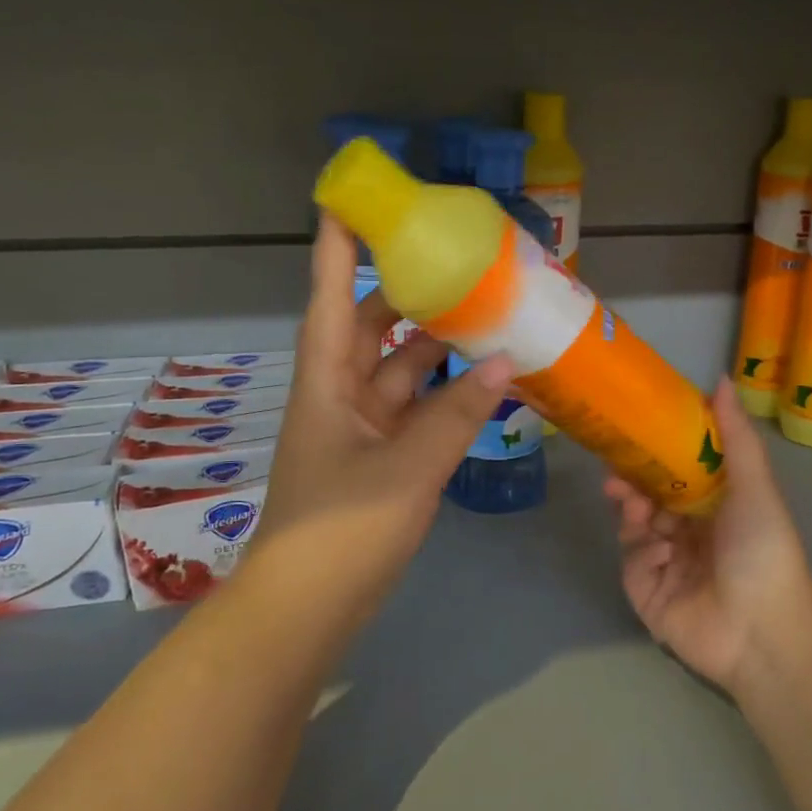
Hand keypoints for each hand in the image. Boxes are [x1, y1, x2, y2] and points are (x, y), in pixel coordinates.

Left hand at [254, 216, 512, 614]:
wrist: (307, 609)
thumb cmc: (342, 530)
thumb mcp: (407, 469)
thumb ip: (457, 416)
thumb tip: (504, 364)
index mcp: (326, 383)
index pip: (331, 298)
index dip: (338, 248)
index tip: (350, 201)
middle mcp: (338, 395)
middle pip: (369, 328)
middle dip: (404, 294)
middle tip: (451, 262)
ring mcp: (356, 429)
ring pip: (396, 371)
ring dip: (432, 347)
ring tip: (481, 316)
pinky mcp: (375, 460)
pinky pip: (411, 411)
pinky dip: (441, 396)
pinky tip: (478, 384)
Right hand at [604, 379, 811, 693]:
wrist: (761, 632)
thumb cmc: (762, 551)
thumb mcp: (754, 488)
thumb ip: (736, 437)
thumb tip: (722, 379)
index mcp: (717, 508)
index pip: (679, 471)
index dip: (657, 451)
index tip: (636, 429)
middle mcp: (690, 532)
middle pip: (650, 496)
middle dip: (632, 479)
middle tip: (614, 467)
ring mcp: (666, 563)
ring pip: (635, 525)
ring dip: (631, 509)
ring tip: (628, 501)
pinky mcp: (647, 591)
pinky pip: (632, 561)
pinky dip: (641, 552)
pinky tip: (657, 552)